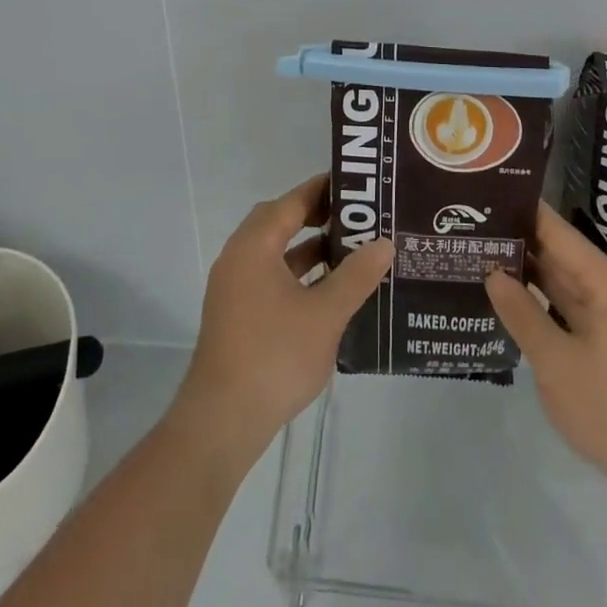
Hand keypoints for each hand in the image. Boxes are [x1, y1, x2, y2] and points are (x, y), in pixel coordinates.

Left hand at [173, 175, 393, 463]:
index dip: (322, 190)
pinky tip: (326, 291)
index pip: (291, 202)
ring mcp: (233, 288)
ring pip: (274, 252)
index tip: (355, 184)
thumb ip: (356, 275)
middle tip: (354, 217)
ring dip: (306, 248)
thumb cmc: (275, 356)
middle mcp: (238, 258)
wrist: (222, 422)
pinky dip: (296, 274)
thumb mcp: (325, 314)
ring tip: (348, 250)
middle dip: (315, 216)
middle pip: (278, 222)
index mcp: (254, 246)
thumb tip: (384, 243)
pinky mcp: (235, 315)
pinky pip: (269, 277)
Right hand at [485, 203, 606, 512]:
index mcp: (606, 282)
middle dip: (519, 243)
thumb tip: (493, 273)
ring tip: (484, 259)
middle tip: (474, 229)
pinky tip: (515, 304)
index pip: (556, 230)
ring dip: (530, 275)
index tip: (486, 197)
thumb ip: (521, 313)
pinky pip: (574, 310)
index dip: (522, 211)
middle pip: (561, 254)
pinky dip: (545, 304)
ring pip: (566, 284)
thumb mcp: (555, 362)